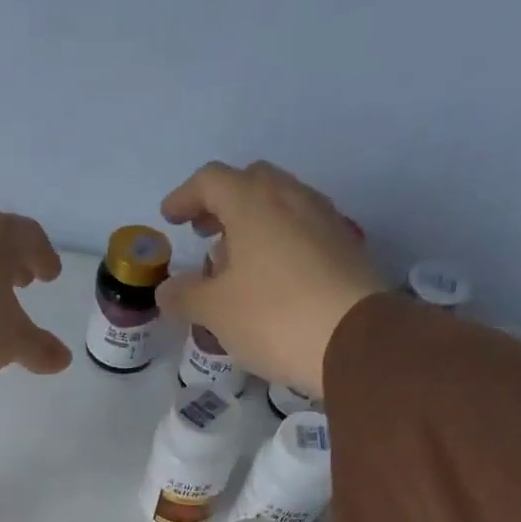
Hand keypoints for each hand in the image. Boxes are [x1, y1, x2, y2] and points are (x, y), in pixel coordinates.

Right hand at [156, 162, 381, 396]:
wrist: (353, 341)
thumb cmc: (273, 316)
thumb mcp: (215, 311)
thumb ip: (185, 296)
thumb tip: (166, 290)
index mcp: (253, 202)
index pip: (210, 180)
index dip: (185, 197)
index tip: (170, 218)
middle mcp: (291, 198)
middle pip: (250, 184)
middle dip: (222, 205)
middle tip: (204, 235)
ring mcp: (323, 220)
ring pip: (279, 207)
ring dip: (251, 226)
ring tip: (234, 265)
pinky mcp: (344, 248)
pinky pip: (301, 232)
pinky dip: (277, 244)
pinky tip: (269, 281)